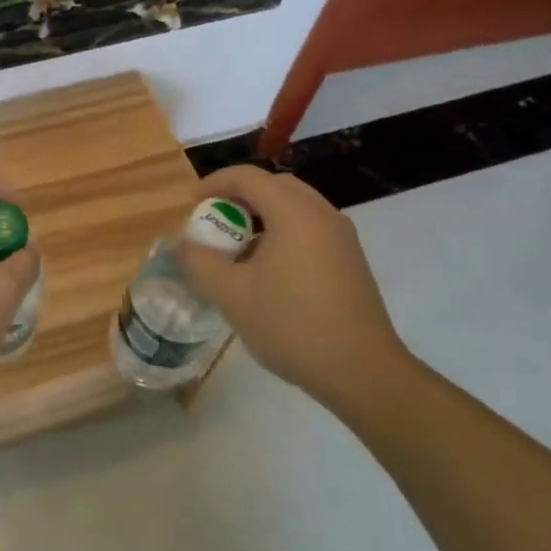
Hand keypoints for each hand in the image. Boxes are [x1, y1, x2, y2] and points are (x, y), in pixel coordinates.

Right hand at [176, 165, 407, 414]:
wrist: (363, 373)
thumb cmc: (292, 325)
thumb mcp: (230, 295)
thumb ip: (199, 261)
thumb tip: (187, 244)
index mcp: (293, 212)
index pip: (247, 177)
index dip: (214, 183)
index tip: (191, 204)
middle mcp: (321, 214)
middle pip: (274, 186)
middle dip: (239, 196)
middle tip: (215, 220)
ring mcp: (341, 237)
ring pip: (294, 206)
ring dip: (262, 215)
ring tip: (238, 248)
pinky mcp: (351, 260)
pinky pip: (310, 228)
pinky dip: (283, 232)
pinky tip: (268, 269)